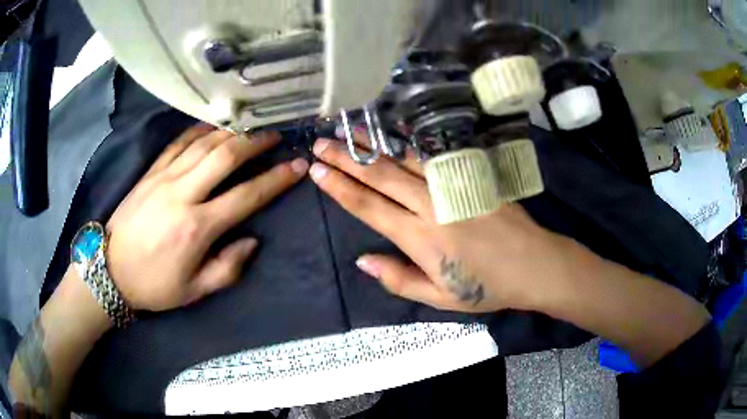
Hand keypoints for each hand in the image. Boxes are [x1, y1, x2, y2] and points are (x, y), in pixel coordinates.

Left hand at [105, 124, 308, 310]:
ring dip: (232, 131)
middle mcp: (183, 195)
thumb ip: (228, 267)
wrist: (110, 270)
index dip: (276, 180)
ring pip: (203, 143)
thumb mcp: (195, 290)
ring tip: (252, 125)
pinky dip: (198, 130)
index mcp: (197, 227)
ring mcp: (164, 178)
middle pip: (226, 156)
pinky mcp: (150, 172)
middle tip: (275, 135)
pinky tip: (213, 124)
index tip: (297, 166)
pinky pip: (178, 143)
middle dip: (255, 142)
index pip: (247, 196)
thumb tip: (251, 240)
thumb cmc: (154, 285)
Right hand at [310, 134, 582, 313]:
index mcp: (420, 238)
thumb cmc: (487, 287)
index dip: (339, 187)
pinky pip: (433, 156)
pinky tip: (394, 134)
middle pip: (380, 176)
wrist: (535, 264)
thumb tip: (362, 261)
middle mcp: (431, 205)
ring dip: (373, 145)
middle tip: (321, 143)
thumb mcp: (440, 297)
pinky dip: (408, 145)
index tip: (317, 170)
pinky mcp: (471, 176)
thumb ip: (398, 279)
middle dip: (346, 158)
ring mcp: (452, 186)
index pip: (368, 207)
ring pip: (404, 159)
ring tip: (348, 131)